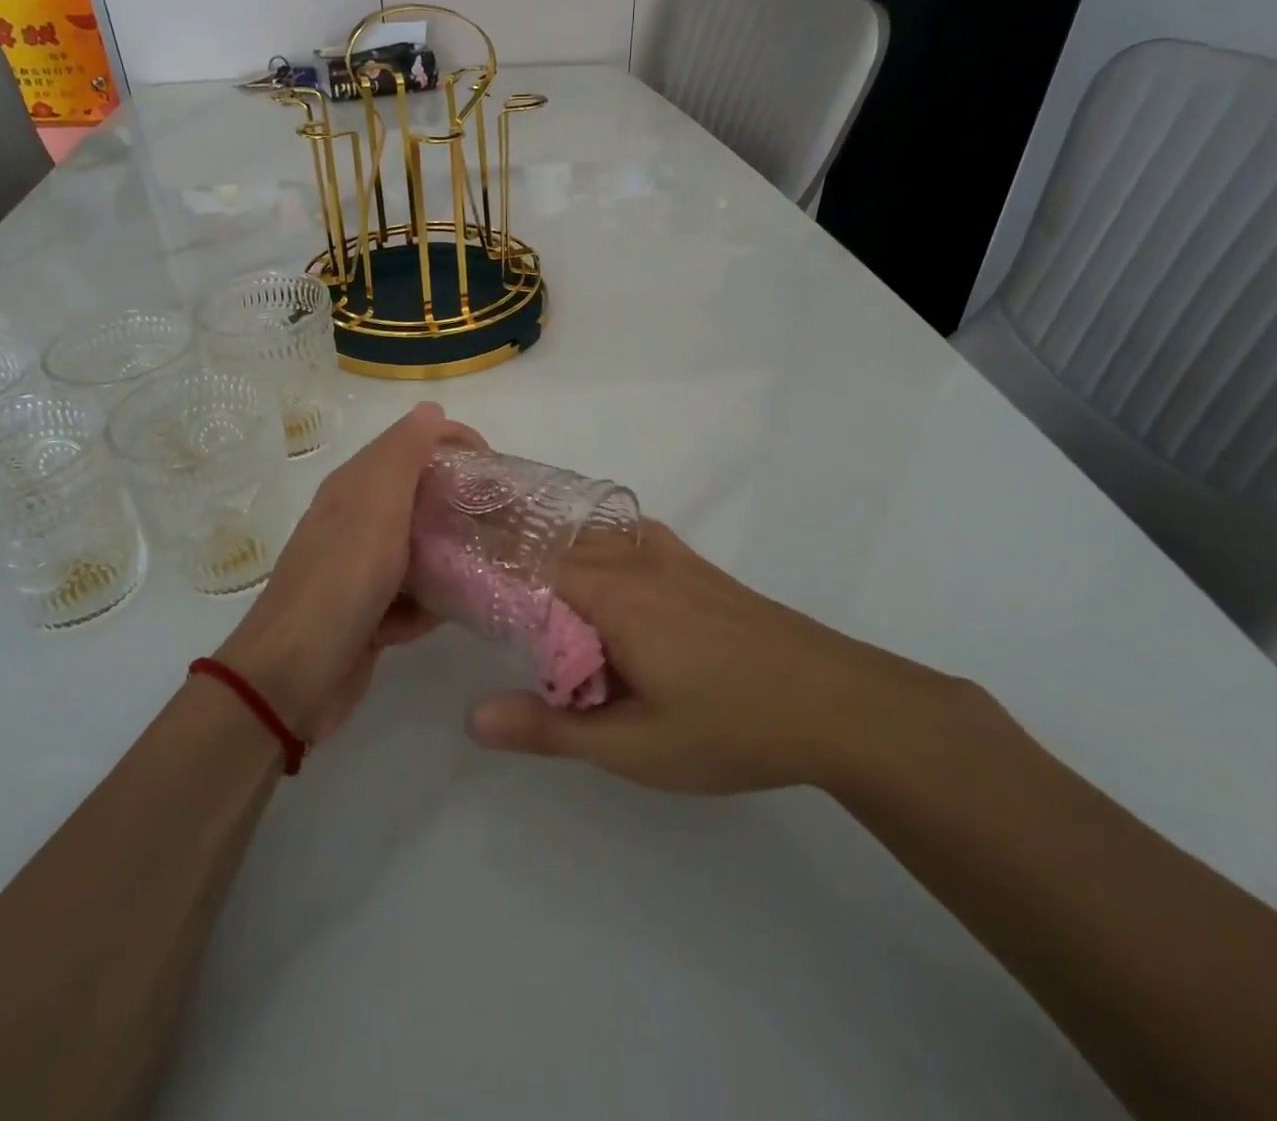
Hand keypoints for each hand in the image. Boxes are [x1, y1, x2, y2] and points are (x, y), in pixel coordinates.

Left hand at [214, 402, 481, 742]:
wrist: (292, 677)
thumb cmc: (341, 582)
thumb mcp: (376, 507)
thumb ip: (403, 455)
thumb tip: (431, 409)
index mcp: (356, 486)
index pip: (412, 444)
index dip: (454, 444)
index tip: (495, 466)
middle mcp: (358, 520)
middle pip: (421, 498)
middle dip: (459, 507)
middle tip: (501, 520)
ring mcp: (362, 568)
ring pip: (421, 549)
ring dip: (448, 561)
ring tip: (483, 571)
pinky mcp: (369, 611)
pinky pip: (413, 595)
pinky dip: (426, 606)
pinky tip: (437, 618)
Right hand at [467, 521, 959, 794]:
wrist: (837, 701)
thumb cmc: (732, 726)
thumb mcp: (636, 745)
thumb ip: (551, 728)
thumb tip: (472, 717)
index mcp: (612, 593)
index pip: (526, 558)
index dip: (480, 557)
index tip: (439, 564)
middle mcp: (634, 558)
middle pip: (553, 534)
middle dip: (505, 542)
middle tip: (461, 562)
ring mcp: (668, 555)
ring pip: (589, 531)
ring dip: (545, 537)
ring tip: (507, 554)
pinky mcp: (693, 566)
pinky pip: (623, 535)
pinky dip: (587, 539)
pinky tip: (585, 564)